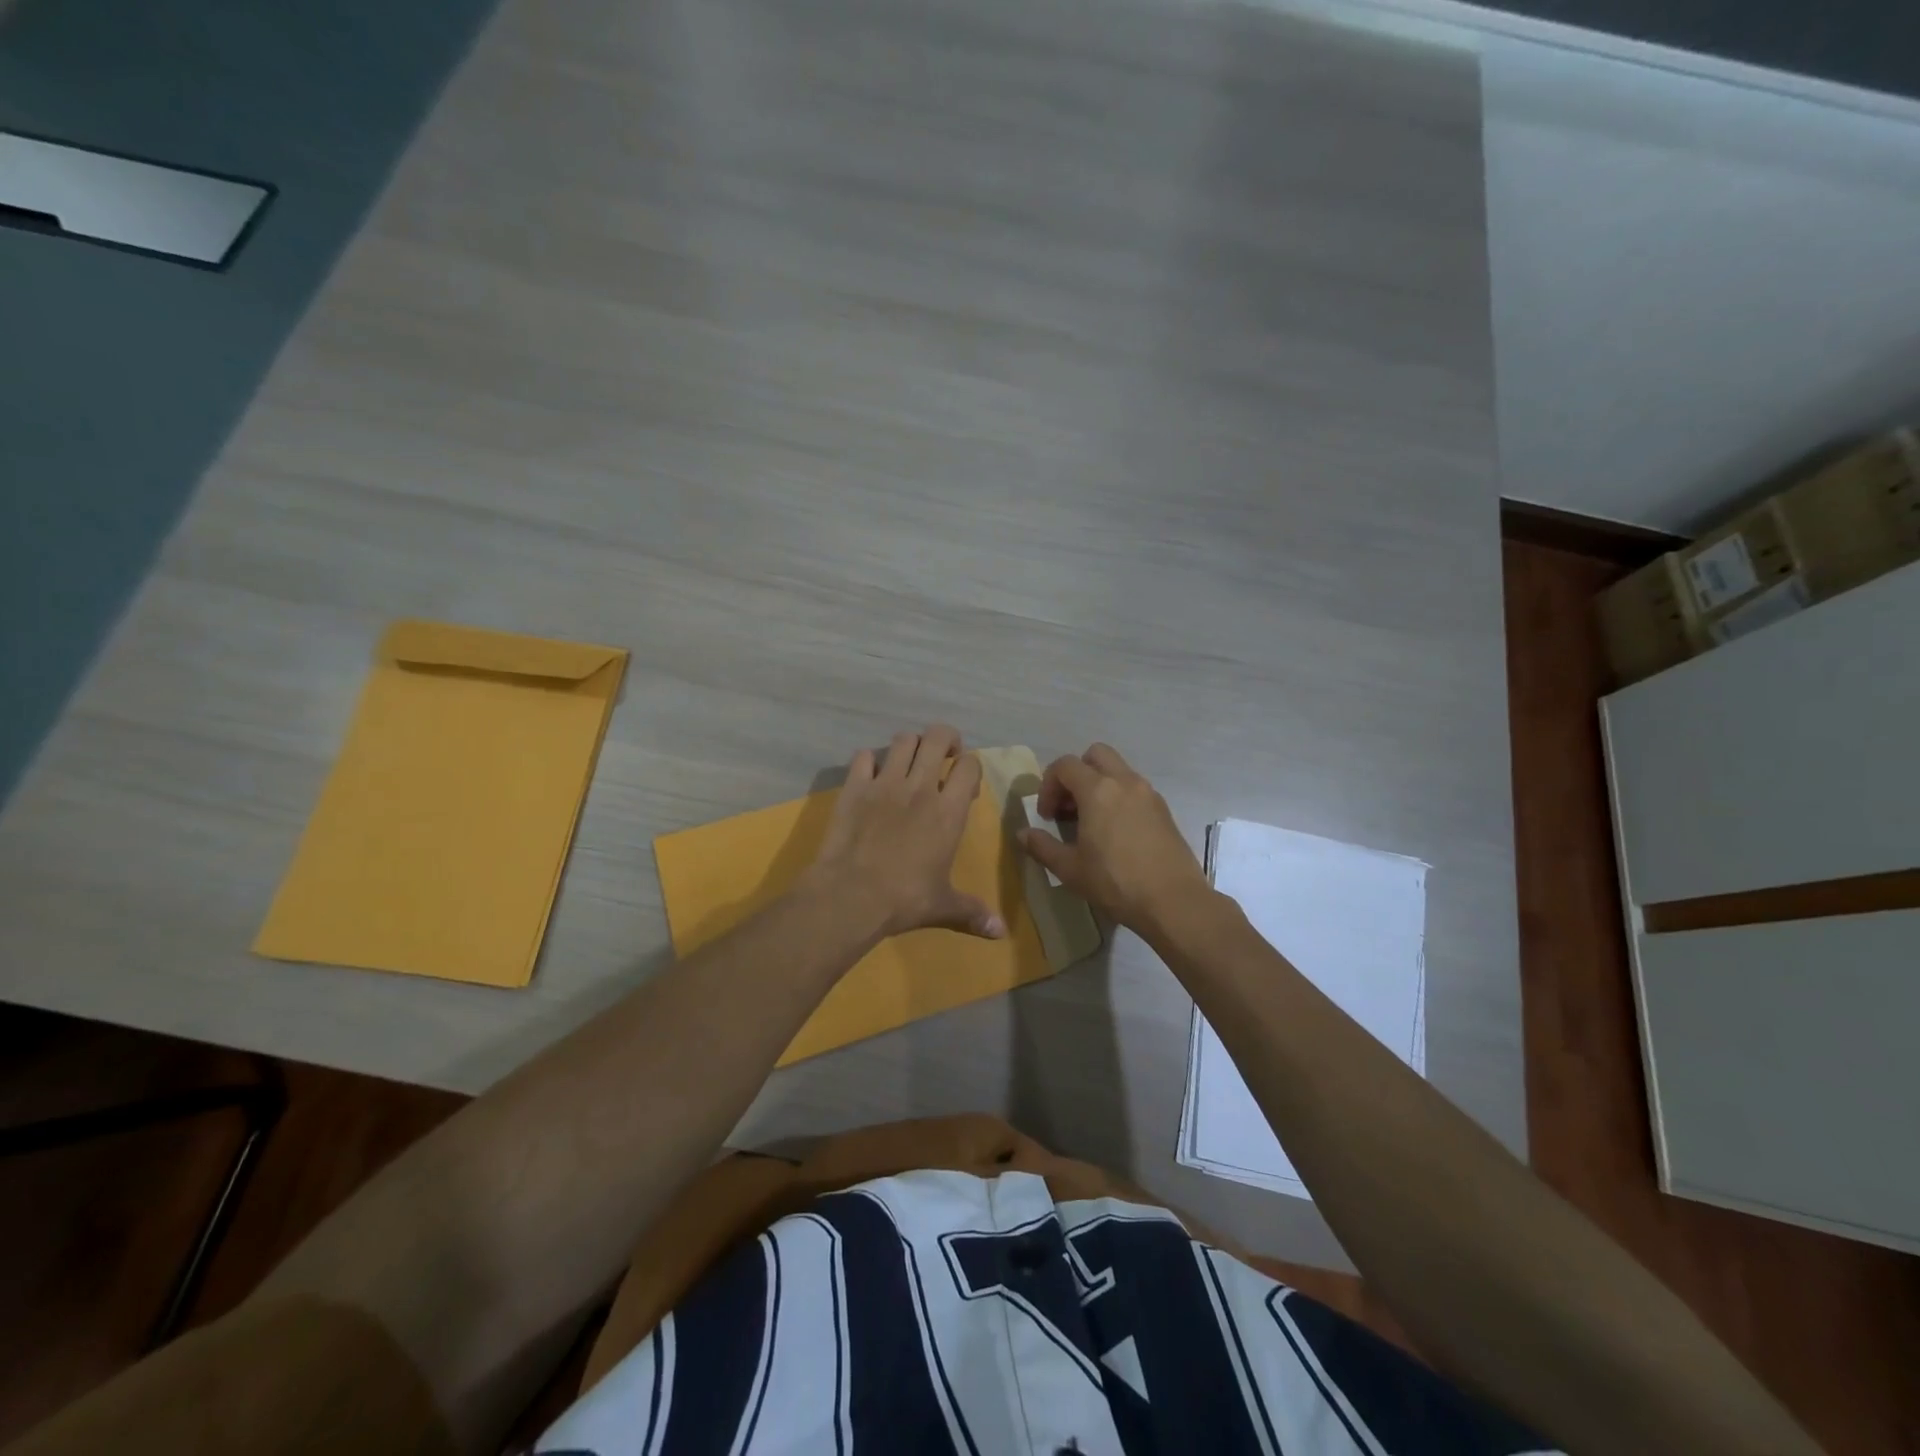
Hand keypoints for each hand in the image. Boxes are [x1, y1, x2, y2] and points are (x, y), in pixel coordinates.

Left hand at [805, 725, 1006, 941]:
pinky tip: (871, 777)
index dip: (970, 767)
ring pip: (903, 740)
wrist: (851, 895)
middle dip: (945, 739)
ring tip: (909, 763)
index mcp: (948, 811)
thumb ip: (973, 912)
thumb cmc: (904, 898)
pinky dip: (870, 761)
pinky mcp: (855, 786)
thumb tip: (1001, 932)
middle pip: (938, 737)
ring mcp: (885, 782)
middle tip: (943, 756)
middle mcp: (920, 787)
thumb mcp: (943, 905)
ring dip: (911, 746)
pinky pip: (864, 756)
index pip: (969, 766)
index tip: (964, 784)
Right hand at [1019, 743, 1209, 932]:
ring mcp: (1148, 793)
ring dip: (1099, 784)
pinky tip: (1115, 832)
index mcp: (1098, 790)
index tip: (1046, 816)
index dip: (1048, 785)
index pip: (1065, 765)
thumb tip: (1022, 834)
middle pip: (1095, 754)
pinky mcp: (1164, 809)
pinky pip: (1134, 788)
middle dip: (1076, 773)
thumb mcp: (1070, 869)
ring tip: (1090, 821)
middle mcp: (1125, 782)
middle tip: (1069, 806)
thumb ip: (1042, 846)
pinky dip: (1119, 797)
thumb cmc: (1116, 883)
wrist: (1174, 901)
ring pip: (1118, 770)